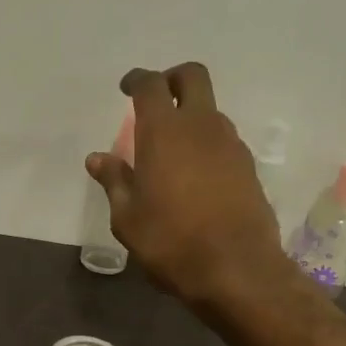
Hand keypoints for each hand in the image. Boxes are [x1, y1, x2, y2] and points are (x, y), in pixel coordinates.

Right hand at [86, 63, 288, 307]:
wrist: (236, 269)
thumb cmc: (170, 242)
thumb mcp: (128, 218)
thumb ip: (114, 181)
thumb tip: (97, 158)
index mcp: (163, 132)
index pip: (150, 85)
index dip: (137, 80)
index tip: (126, 87)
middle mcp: (201, 126)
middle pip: (192, 77)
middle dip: (172, 78)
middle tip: (156, 99)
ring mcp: (230, 144)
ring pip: (210, 111)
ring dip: (191, 116)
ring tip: (172, 149)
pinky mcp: (248, 166)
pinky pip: (223, 140)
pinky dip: (206, 144)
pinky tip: (195, 175)